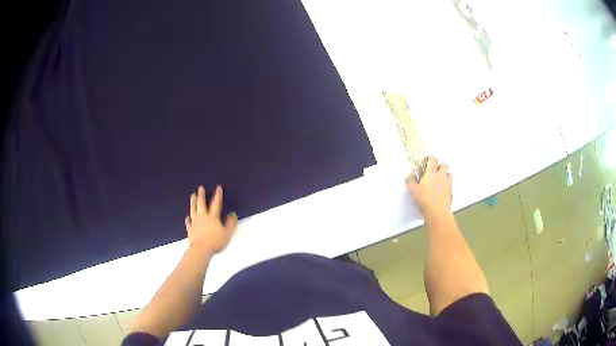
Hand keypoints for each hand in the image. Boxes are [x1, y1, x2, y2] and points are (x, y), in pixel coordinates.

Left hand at [185, 185, 237, 253]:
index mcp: (212, 217)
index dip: (218, 195)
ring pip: (193, 210)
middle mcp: (203, 217)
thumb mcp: (227, 233)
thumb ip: (231, 223)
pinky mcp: (190, 229)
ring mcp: (195, 222)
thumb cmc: (215, 241)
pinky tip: (187, 217)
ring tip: (193, 196)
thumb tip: (233, 214)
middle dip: (201, 195)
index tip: (218, 187)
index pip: (216, 203)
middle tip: (200, 188)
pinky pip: (188, 222)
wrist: (201, 249)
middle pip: (201, 204)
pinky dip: (188, 219)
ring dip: (193, 202)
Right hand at [406, 157, 452, 217]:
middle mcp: (441, 176)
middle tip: (434, 171)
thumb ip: (411, 181)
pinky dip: (447, 186)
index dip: (429, 159)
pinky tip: (442, 191)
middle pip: (444, 165)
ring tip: (439, 180)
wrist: (437, 212)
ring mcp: (447, 184)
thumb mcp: (413, 190)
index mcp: (431, 173)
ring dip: (445, 175)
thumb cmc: (425, 200)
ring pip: (449, 174)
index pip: (432, 159)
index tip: (427, 161)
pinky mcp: (451, 192)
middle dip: (440, 166)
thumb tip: (410, 176)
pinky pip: (450, 185)